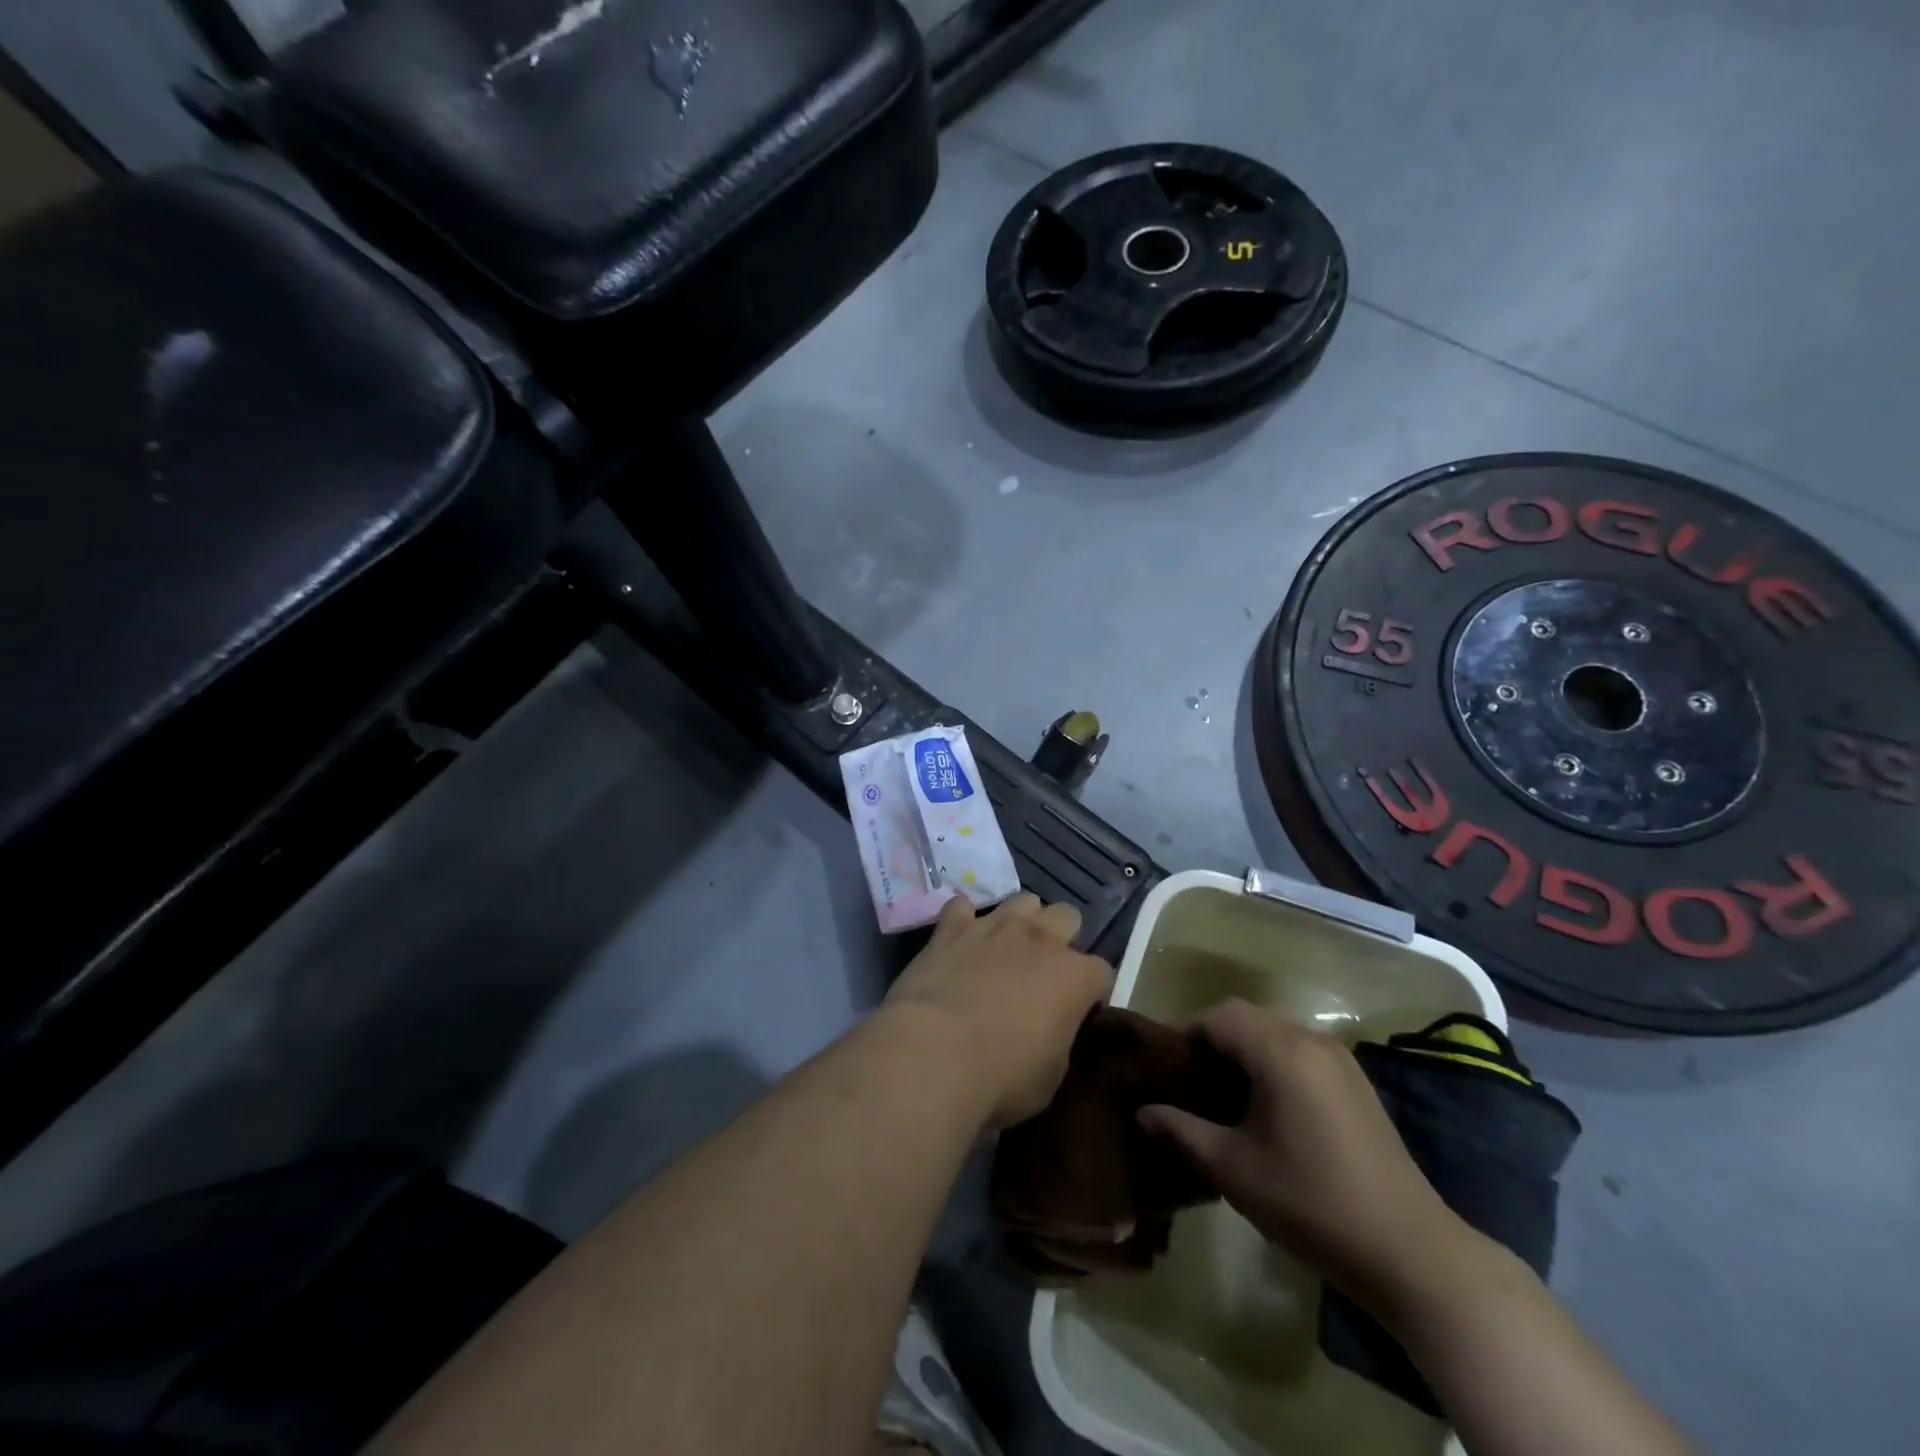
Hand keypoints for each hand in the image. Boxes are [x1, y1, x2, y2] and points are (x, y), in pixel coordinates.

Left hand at [884, 894, 1112, 1128]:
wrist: (933, 1054)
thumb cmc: (1001, 1078)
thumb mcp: (1051, 1078)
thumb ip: (1060, 1041)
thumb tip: (1053, 1031)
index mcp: (1074, 976)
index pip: (1101, 972)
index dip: (1092, 993)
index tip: (1078, 1013)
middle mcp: (1039, 939)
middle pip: (1068, 916)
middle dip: (1063, 938)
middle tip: (1045, 973)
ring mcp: (994, 927)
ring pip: (1022, 901)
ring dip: (1021, 921)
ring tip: (1007, 950)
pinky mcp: (951, 928)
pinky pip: (962, 907)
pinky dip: (964, 921)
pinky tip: (960, 940)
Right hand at [1139, 999, 1474, 1308]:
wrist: (1411, 1252)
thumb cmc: (1311, 1202)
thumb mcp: (1234, 1169)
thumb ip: (1182, 1131)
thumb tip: (1143, 1111)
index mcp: (1279, 1050)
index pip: (1217, 1016)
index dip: (1183, 1034)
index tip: (1163, 1068)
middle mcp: (1310, 1040)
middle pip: (1246, 1016)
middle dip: (1210, 1039)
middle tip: (1187, 1081)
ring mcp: (1339, 1059)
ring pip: (1274, 1031)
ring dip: (1242, 1049)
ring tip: (1220, 1093)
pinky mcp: (1356, 1082)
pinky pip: (1299, 1050)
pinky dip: (1272, 1061)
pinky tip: (1265, 1106)